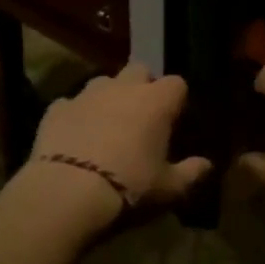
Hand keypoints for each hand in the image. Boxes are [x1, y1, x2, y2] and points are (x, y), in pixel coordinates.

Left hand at [11, 62, 212, 232]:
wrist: (67, 193)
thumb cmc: (129, 186)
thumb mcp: (169, 188)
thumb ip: (191, 173)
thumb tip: (207, 165)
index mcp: (156, 101)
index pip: (177, 84)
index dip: (176, 99)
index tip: (174, 119)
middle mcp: (123, 88)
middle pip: (139, 70)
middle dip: (142, 86)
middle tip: (142, 116)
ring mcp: (86, 94)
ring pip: (103, 82)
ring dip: (108, 97)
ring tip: (107, 124)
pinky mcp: (56, 109)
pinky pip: (70, 104)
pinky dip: (76, 115)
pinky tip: (75, 136)